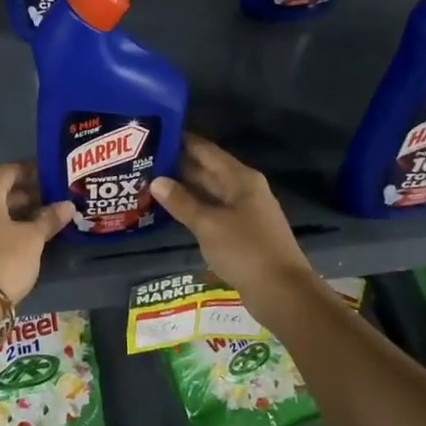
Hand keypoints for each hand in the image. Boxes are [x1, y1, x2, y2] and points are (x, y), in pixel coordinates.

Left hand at [0, 161, 75, 305]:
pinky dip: (1, 228)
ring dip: (13, 213)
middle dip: (24, 195)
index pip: (7, 172)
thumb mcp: (33, 238)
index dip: (28, 171)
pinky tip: (20, 239)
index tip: (47, 174)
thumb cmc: (4, 259)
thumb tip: (67, 205)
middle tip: (49, 200)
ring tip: (39, 220)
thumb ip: (49, 219)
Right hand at [151, 135, 314, 304]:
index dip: (182, 141)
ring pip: (208, 192)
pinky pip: (212, 211)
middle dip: (178, 165)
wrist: (282, 292)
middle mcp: (243, 189)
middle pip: (207, 170)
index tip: (155, 134)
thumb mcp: (208, 224)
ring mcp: (243, 211)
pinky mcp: (240, 232)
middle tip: (144, 160)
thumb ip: (181, 202)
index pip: (206, 150)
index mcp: (240, 178)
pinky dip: (192, 208)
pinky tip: (171, 210)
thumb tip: (156, 180)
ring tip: (149, 181)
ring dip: (183, 188)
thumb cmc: (245, 250)